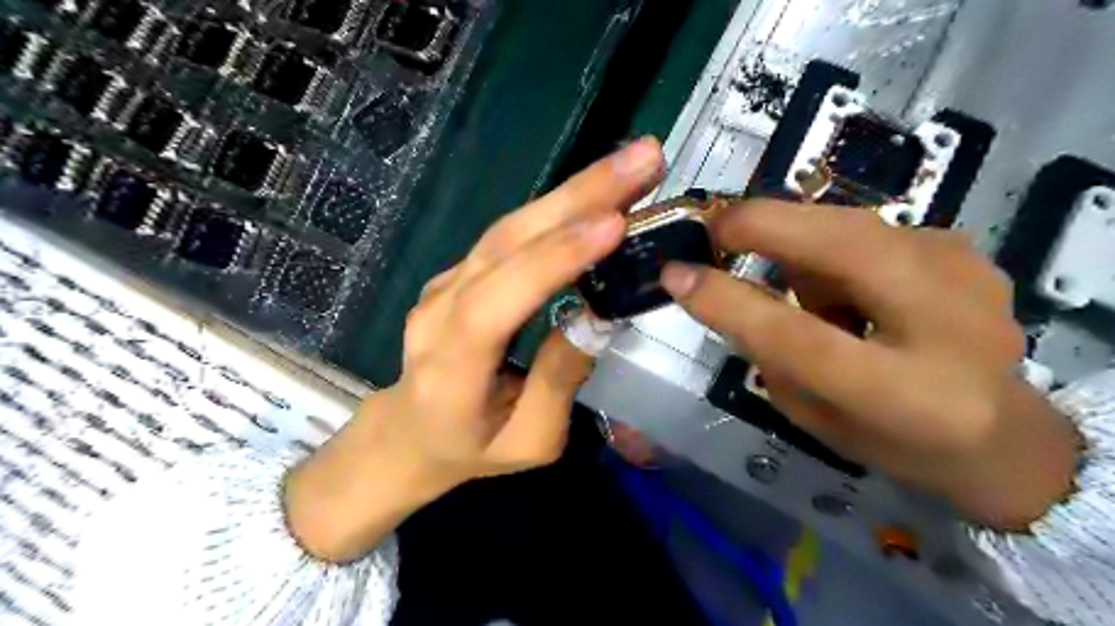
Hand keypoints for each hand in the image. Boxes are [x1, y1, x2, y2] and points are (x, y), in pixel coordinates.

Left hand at [285, 139, 663, 558]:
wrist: (409, 433)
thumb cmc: (471, 449)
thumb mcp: (529, 441)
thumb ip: (558, 381)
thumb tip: (599, 318)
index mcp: (451, 366)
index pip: (499, 300)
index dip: (555, 259)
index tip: (615, 223)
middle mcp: (440, 310)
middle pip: (507, 242)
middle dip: (579, 195)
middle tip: (644, 159)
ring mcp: (445, 283)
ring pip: (509, 227)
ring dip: (573, 191)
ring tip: (632, 165)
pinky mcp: (459, 273)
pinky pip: (509, 235)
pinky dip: (556, 209)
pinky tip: (596, 192)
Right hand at [661, 197, 1079, 528]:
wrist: (1002, 434)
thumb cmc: (891, 440)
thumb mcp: (812, 416)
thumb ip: (768, 351)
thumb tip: (719, 284)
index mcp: (904, 395)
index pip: (797, 337)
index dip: (727, 299)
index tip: (673, 273)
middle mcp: (948, 324)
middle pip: (839, 246)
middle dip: (760, 224)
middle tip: (710, 230)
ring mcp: (964, 271)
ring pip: (846, 223)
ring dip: (796, 240)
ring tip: (798, 284)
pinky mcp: (962, 246)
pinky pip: (865, 228)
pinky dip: (831, 246)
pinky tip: (847, 284)